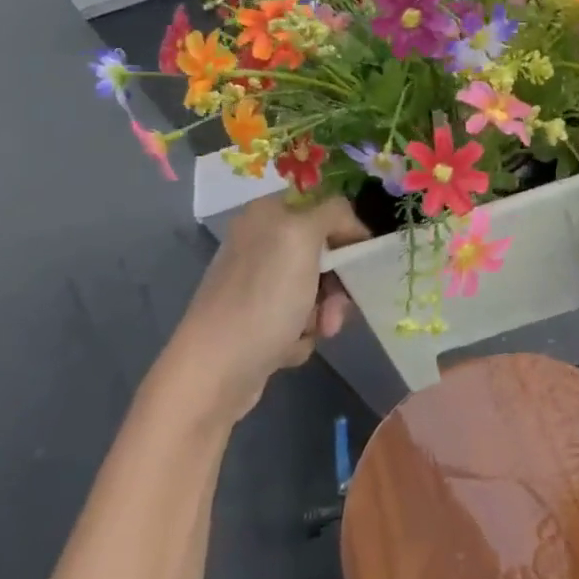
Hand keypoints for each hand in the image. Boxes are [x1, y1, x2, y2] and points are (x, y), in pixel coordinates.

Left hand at [161, 195, 367, 419]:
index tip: (362, 260)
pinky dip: (303, 332)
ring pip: (317, 288)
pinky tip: (289, 345)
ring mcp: (257, 283)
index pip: (326, 208)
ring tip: (316, 332)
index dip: (349, 231)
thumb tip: (349, 222)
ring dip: (325, 311)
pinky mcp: (256, 319)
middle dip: (338, 281)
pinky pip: (300, 317)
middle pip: (325, 252)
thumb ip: (333, 213)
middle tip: (337, 306)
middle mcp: (260, 243)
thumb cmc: (264, 298)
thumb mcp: (302, 237)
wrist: (215, 371)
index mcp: (267, 214)